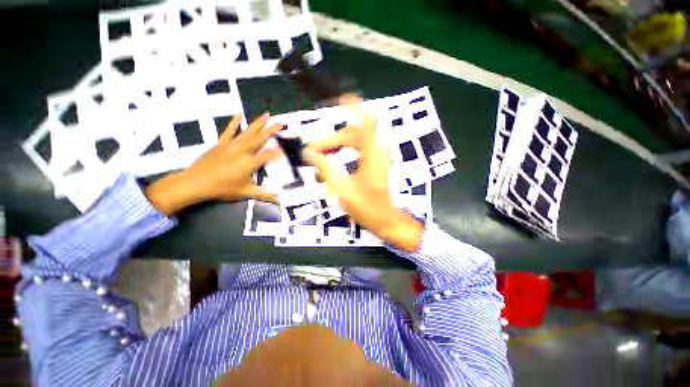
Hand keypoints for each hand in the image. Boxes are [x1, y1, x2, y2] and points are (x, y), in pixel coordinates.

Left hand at [146, 113, 282, 214]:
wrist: (195, 183)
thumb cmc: (223, 189)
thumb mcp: (246, 193)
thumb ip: (264, 194)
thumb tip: (279, 198)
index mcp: (250, 163)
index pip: (268, 155)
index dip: (277, 152)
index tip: (285, 148)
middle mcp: (243, 151)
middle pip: (260, 139)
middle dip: (272, 131)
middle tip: (281, 123)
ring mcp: (231, 145)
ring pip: (248, 132)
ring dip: (258, 123)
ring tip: (267, 114)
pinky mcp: (221, 143)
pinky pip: (229, 130)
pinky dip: (234, 121)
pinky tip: (240, 113)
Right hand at [303, 105, 422, 251]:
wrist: (386, 221)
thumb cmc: (367, 208)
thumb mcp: (343, 190)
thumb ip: (326, 169)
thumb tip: (309, 152)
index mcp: (373, 156)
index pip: (367, 122)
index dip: (355, 107)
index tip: (337, 102)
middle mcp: (377, 152)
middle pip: (354, 134)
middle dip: (332, 138)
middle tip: (313, 150)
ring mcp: (377, 158)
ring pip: (355, 142)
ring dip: (336, 145)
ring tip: (319, 156)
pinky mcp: (374, 164)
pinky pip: (358, 150)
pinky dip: (344, 151)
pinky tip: (332, 160)